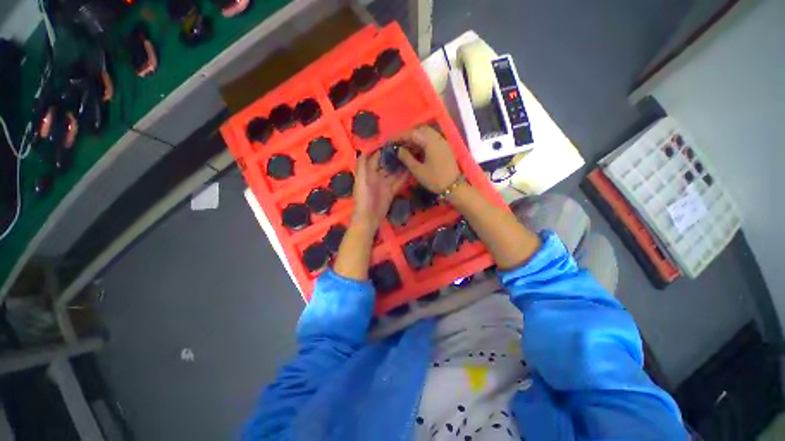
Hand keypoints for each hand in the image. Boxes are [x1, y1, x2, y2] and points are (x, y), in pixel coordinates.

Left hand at [351, 151, 407, 229]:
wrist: (369, 217)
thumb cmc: (364, 198)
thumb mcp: (361, 181)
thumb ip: (362, 166)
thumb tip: (363, 150)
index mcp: (368, 172)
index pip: (376, 158)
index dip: (383, 150)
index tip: (394, 142)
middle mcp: (377, 176)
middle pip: (386, 164)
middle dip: (394, 157)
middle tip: (406, 147)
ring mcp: (385, 184)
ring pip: (394, 172)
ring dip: (401, 166)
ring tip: (411, 156)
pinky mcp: (391, 191)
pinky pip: (398, 182)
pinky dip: (404, 177)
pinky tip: (412, 170)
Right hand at [396, 126, 460, 193]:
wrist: (453, 187)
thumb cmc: (434, 179)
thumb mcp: (418, 170)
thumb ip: (406, 158)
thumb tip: (398, 149)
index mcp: (430, 142)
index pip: (412, 133)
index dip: (399, 136)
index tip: (390, 140)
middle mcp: (437, 138)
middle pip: (419, 130)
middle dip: (407, 135)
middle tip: (398, 143)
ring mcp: (442, 142)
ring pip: (426, 134)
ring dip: (415, 138)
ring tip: (405, 147)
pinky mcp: (444, 147)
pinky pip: (431, 139)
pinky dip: (422, 142)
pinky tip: (416, 150)